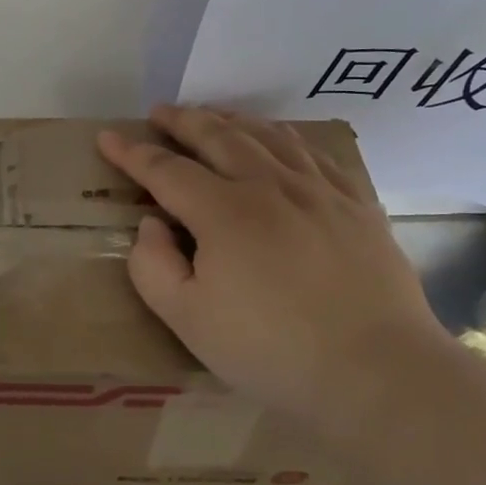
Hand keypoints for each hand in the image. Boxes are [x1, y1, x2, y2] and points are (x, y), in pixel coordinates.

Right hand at [97, 105, 448, 451]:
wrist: (377, 372)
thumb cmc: (271, 351)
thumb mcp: (187, 320)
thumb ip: (153, 266)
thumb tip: (152, 223)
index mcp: (223, 212)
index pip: (165, 169)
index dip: (132, 153)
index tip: (107, 138)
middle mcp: (269, 186)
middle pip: (218, 137)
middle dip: (183, 121)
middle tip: (160, 112)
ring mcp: (319, 191)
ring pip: (268, 137)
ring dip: (232, 120)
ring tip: (214, 116)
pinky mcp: (357, 205)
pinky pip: (315, 154)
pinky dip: (286, 138)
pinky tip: (281, 142)